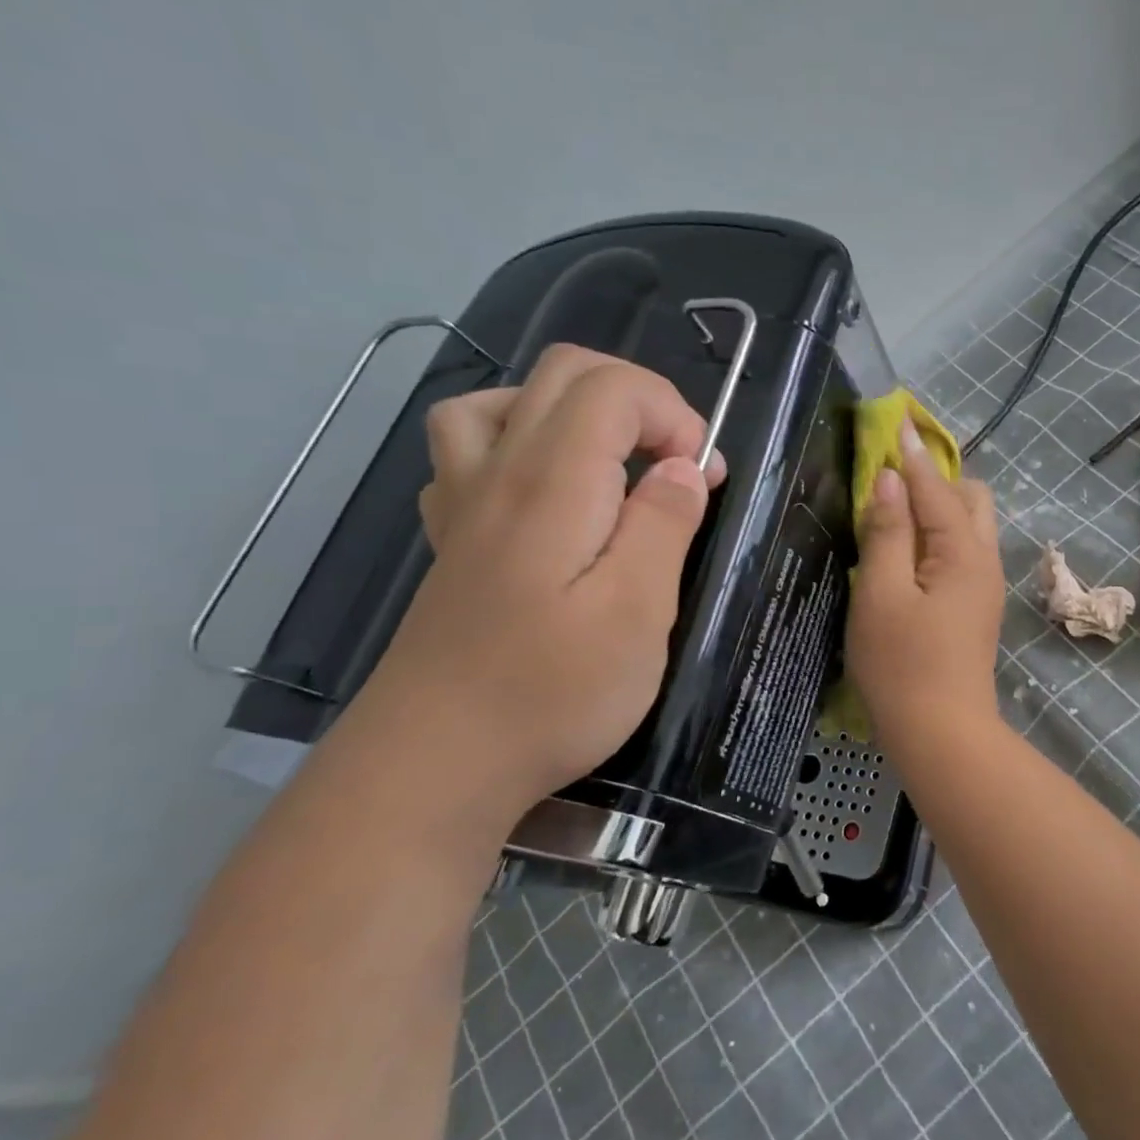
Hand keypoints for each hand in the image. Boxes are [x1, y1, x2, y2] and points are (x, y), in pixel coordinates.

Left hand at [346, 344, 725, 819]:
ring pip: (502, 401)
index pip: (614, 388)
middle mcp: (498, 473)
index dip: (674, 414)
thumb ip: (664, 526)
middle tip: (674, 467)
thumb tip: (684, 468)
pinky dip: (517, 446)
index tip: (704, 478)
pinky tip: (546, 498)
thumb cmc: (552, 692)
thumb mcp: (637, 614)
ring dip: (571, 412)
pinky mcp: (452, 542)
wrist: (435, 765)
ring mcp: (463, 505)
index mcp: (553, 483)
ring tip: (609, 465)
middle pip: (562, 374)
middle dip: (638, 401)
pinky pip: (469, 453)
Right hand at [848, 415, 1004, 742]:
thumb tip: (889, 480)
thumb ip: (887, 533)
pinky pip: (963, 551)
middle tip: (889, 478)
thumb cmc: (903, 664)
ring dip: (937, 506)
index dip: (910, 455)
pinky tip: (909, 549)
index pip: (936, 487)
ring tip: (894, 509)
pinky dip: (939, 535)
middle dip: (934, 478)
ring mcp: (985, 585)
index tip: (894, 422)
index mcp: (963, 552)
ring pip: (969, 525)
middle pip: (970, 498)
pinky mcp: (977, 606)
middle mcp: (985, 560)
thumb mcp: (882, 594)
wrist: (942, 733)